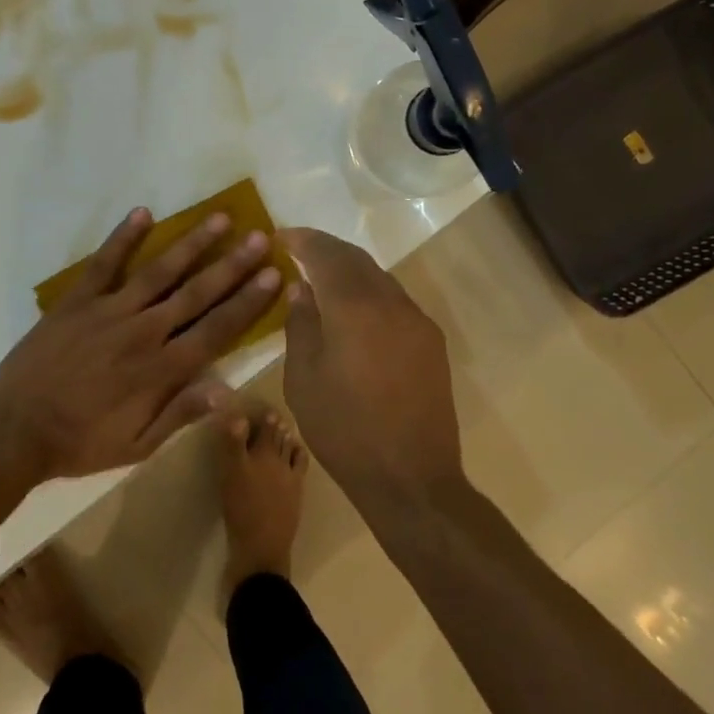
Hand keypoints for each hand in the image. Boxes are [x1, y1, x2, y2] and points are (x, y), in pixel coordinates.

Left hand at [0, 208, 281, 481]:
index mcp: (161, 370)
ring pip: (160, 271)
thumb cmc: (81, 442)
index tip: (274, 276)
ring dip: (192, 244)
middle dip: (232, 265)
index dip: (247, 302)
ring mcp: (108, 312)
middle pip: (196, 293)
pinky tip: (143, 213)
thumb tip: (228, 391)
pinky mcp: (77, 301)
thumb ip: (181, 414)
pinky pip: (104, 264)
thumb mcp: (137, 447)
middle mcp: (143, 332)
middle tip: (260, 237)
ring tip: (220, 218)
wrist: (14, 431)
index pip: (216, 329)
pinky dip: (123, 238)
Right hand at [279, 228, 463, 509]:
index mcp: (355, 307)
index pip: (326, 254)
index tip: (281, 235)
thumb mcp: (303, 379)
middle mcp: (391, 302)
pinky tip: (354, 311)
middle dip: (327, 249)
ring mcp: (417, 320)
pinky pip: (395, 301)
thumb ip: (301, 324)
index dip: (303, 240)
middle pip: (357, 259)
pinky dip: (370, 293)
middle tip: (299, 250)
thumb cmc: (344, 430)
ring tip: (323, 279)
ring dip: (351, 270)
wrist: (411, 477)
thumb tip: (302, 288)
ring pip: (379, 278)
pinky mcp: (431, 341)